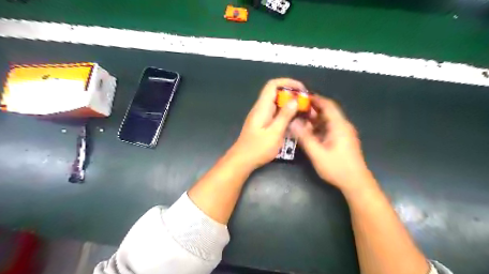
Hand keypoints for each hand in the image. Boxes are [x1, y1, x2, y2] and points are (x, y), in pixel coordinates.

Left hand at [230, 78, 302, 169]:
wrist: (242, 160)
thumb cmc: (258, 148)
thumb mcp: (274, 132)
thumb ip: (285, 116)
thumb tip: (295, 100)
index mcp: (262, 107)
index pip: (273, 85)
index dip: (288, 82)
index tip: (301, 90)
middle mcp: (261, 108)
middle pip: (276, 93)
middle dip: (292, 95)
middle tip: (305, 103)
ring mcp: (261, 116)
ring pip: (277, 104)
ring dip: (290, 105)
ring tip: (303, 112)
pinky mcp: (263, 123)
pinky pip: (276, 114)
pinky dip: (285, 114)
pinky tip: (294, 122)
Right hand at [290, 94, 374, 192]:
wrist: (356, 183)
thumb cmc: (337, 167)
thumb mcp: (317, 153)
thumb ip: (304, 137)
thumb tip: (292, 122)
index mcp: (339, 125)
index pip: (328, 105)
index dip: (315, 99)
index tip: (301, 97)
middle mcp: (343, 126)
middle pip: (327, 112)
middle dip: (312, 109)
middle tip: (296, 109)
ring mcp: (343, 133)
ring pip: (327, 120)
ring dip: (314, 119)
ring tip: (299, 119)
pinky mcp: (342, 140)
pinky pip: (329, 128)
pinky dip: (318, 127)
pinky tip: (308, 131)